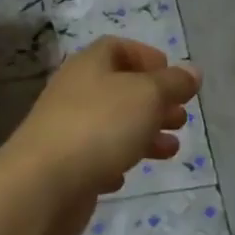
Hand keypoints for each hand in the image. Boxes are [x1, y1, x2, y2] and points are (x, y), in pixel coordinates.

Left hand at [1, 37, 201, 234]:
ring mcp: (66, 129)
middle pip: (120, 88)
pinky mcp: (64, 165)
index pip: (119, 48)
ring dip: (143, 133)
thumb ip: (173, 83)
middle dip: (154, 102)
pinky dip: (116, 161)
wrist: (42, 186)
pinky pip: (96, 156)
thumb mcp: (148, 96)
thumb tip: (192, 72)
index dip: (148, 58)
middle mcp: (75, 90)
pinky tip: (126, 175)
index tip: (174, 79)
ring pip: (112, 124)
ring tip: (171, 150)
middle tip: (181, 119)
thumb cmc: (100, 127)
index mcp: (91, 64)